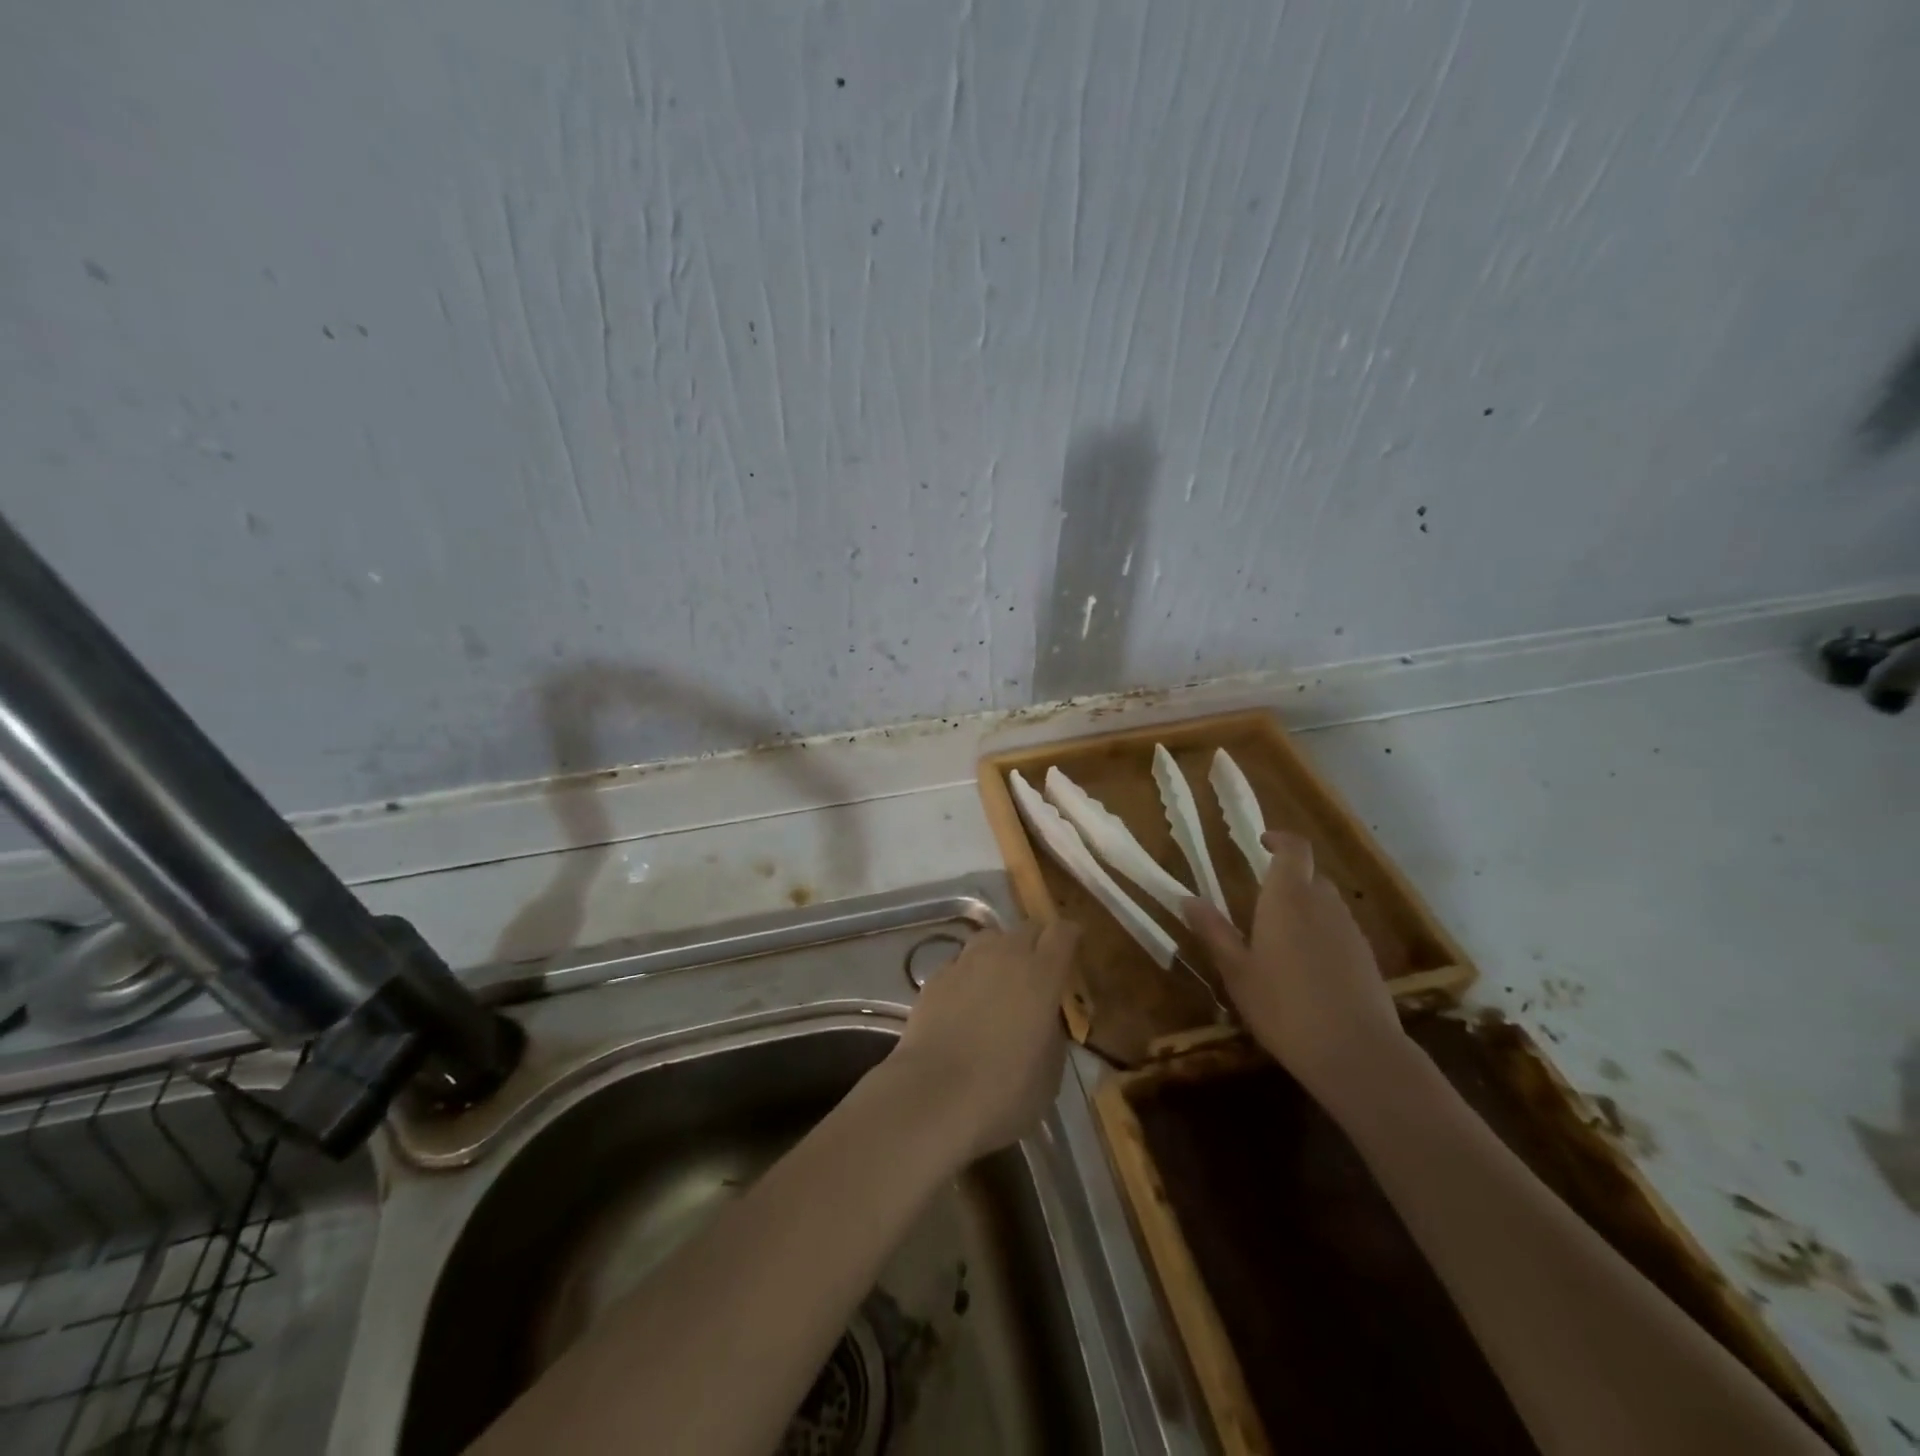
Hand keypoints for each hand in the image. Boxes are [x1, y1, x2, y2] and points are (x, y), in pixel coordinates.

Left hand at [888, 920, 1078, 1161]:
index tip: (1073, 947)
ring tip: (999, 981)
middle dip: (1037, 943)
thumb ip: (1052, 1032)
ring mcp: (965, 963)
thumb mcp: (1049, 1071)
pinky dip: (969, 975)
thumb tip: (1043, 1020)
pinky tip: (965, 1003)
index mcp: (1042, 975)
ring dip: (1000, 953)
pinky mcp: (935, 978)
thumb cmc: (1005, 1092)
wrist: (934, 1098)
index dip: (1070, 937)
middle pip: (1026, 929)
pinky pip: (960, 963)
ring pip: (989, 939)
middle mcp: (1004, 956)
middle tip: (1038, 970)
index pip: (1062, 933)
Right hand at [1182, 831, 1406, 1105]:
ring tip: (1281, 938)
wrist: (1356, 1053)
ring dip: (1305, 908)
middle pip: (1310, 876)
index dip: (1280, 839)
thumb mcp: (1237, 972)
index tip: (1262, 842)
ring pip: (1327, 903)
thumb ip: (1214, 932)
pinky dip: (1322, 934)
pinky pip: (1340, 930)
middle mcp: (1323, 904)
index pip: (1294, 849)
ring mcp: (1350, 930)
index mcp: (1288, 898)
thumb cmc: (1284, 1007)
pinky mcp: (1367, 958)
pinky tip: (1307, 969)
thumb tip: (1187, 899)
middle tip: (1261, 901)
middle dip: (1288, 880)